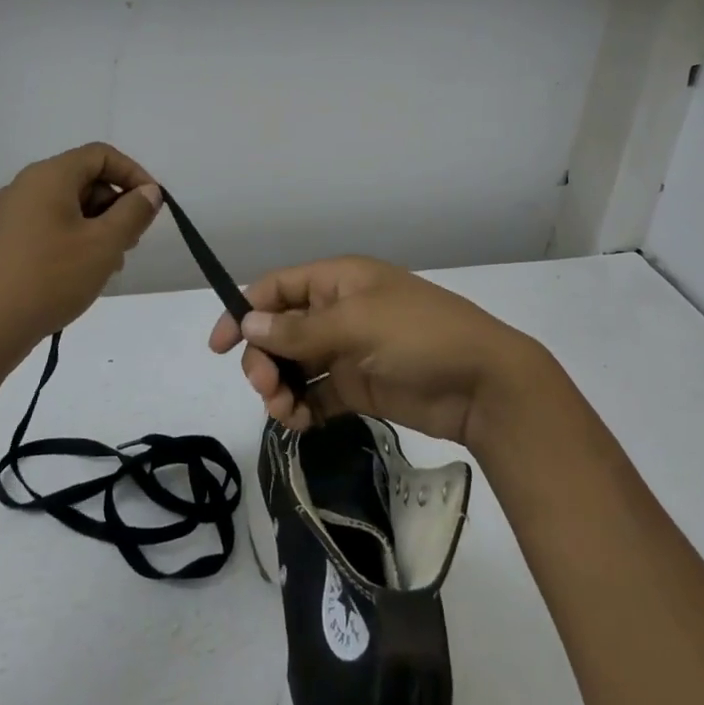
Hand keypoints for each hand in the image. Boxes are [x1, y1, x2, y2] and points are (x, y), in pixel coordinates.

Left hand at [0, 143, 161, 362]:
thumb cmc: (50, 278)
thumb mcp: (103, 245)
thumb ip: (133, 212)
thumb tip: (149, 192)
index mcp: (49, 176)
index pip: (101, 155)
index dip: (133, 174)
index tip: (152, 207)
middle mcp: (26, 186)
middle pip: (84, 179)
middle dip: (116, 205)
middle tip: (132, 242)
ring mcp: (11, 215)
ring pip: (68, 206)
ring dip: (97, 227)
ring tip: (110, 264)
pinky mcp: (4, 241)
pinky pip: (49, 226)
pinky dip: (74, 239)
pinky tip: (82, 274)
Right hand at [207, 256, 558, 449]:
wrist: (484, 385)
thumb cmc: (420, 336)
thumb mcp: (357, 324)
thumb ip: (300, 329)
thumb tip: (248, 324)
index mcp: (337, 280)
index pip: (276, 289)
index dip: (243, 312)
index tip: (219, 347)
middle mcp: (338, 311)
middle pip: (280, 331)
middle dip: (264, 359)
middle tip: (267, 389)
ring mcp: (348, 351)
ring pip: (295, 365)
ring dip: (280, 387)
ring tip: (285, 413)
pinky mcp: (359, 387)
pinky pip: (316, 395)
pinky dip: (302, 408)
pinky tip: (301, 424)